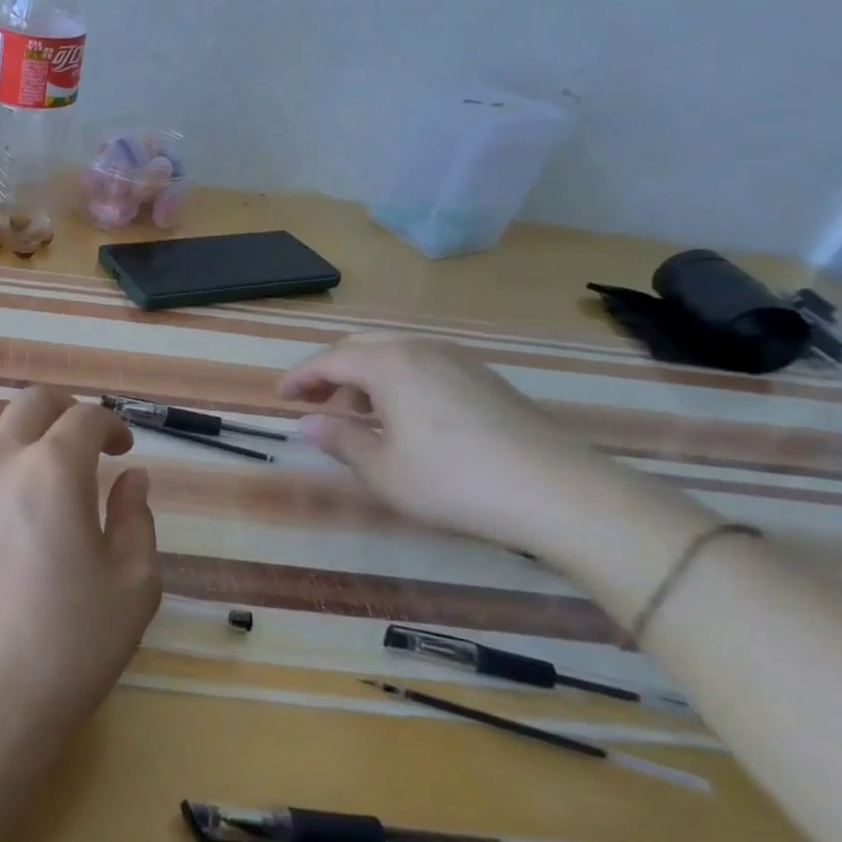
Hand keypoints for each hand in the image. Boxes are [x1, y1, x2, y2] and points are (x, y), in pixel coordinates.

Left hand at [0, 388, 159, 758]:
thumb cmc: (69, 646)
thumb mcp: (133, 586)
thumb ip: (137, 519)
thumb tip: (131, 478)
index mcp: (55, 470)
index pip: (87, 419)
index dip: (112, 426)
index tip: (121, 450)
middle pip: (31, 402)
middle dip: (64, 411)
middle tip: (80, 442)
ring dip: (6, 422)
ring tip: (21, 450)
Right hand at [277, 335, 710, 557]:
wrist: (562, 494)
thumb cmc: (455, 482)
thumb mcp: (383, 471)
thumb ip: (339, 441)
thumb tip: (305, 425)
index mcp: (390, 364)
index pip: (329, 361)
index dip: (299, 378)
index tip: (278, 397)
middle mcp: (422, 349)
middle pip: (360, 348)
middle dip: (329, 373)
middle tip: (310, 401)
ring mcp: (459, 361)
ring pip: (394, 355)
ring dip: (364, 378)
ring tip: (354, 414)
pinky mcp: (486, 380)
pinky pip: (423, 367)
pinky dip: (396, 383)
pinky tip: (401, 418)